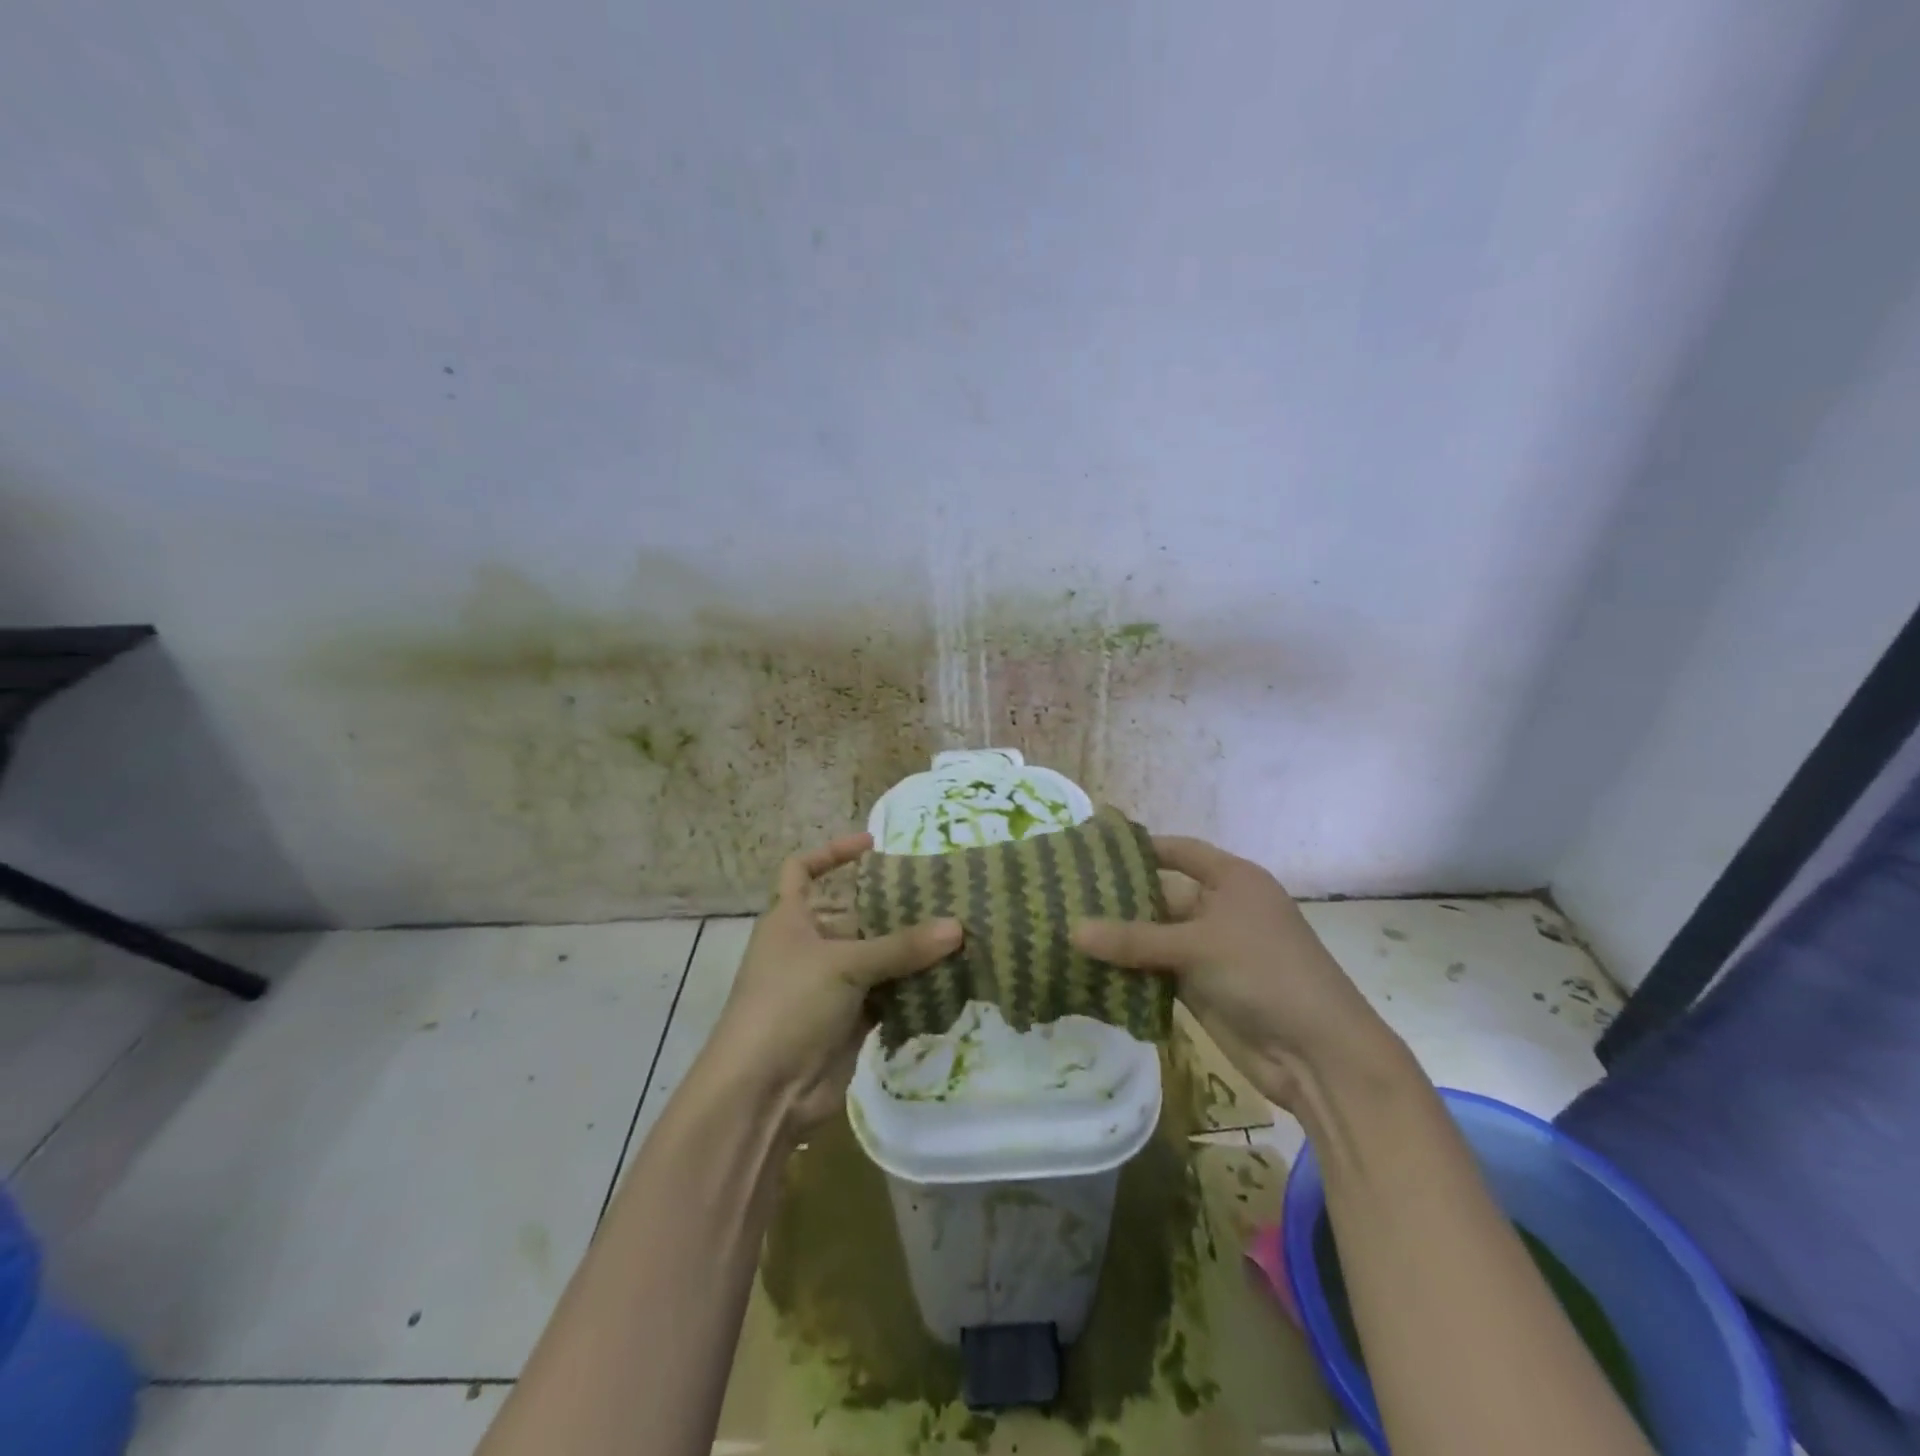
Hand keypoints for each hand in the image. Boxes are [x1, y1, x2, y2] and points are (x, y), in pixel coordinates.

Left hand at [701, 833, 961, 1135]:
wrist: (762, 1094)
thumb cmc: (789, 1005)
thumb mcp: (845, 965)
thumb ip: (902, 947)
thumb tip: (958, 926)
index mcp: (789, 919)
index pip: (802, 870)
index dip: (831, 853)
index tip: (873, 845)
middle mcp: (807, 948)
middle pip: (852, 916)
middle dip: (891, 909)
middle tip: (941, 897)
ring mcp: (827, 987)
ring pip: (874, 959)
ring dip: (908, 952)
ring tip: (956, 935)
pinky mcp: (847, 1022)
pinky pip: (885, 996)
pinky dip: (910, 990)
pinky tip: (947, 980)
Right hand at [1073, 836, 1395, 1110]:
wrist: (1317, 1055)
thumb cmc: (1265, 974)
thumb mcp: (1197, 946)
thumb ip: (1133, 939)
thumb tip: (1072, 930)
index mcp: (1233, 880)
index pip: (1180, 851)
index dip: (1141, 848)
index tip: (1092, 846)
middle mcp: (1220, 910)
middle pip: (1162, 895)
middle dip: (1118, 898)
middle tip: (1065, 894)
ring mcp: (1211, 951)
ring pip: (1155, 937)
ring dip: (1119, 939)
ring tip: (1065, 929)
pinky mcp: (1202, 989)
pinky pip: (1157, 972)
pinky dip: (1129, 972)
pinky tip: (1089, 969)